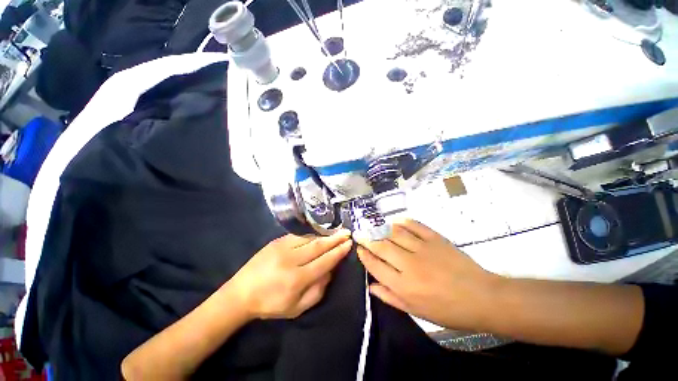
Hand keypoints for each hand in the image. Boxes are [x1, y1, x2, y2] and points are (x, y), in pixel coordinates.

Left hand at [229, 230, 352, 319]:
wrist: (241, 293)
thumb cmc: (271, 304)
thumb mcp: (297, 308)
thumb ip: (318, 290)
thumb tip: (330, 271)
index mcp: (297, 279)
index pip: (324, 261)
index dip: (338, 252)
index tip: (348, 244)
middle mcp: (291, 260)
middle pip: (318, 246)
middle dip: (335, 239)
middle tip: (347, 233)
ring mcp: (282, 247)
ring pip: (309, 238)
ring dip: (325, 235)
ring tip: (337, 232)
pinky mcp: (276, 241)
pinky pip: (299, 235)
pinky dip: (311, 235)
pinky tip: (319, 234)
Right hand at [356, 219, 501, 331]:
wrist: (481, 297)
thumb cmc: (448, 310)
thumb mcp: (416, 311)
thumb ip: (391, 297)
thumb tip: (371, 286)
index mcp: (403, 286)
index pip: (376, 266)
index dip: (364, 256)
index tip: (359, 249)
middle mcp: (409, 265)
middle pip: (381, 246)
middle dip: (367, 239)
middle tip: (359, 234)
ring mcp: (422, 249)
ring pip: (394, 233)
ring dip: (380, 229)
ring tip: (373, 227)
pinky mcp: (435, 239)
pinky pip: (414, 225)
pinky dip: (402, 222)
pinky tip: (394, 222)